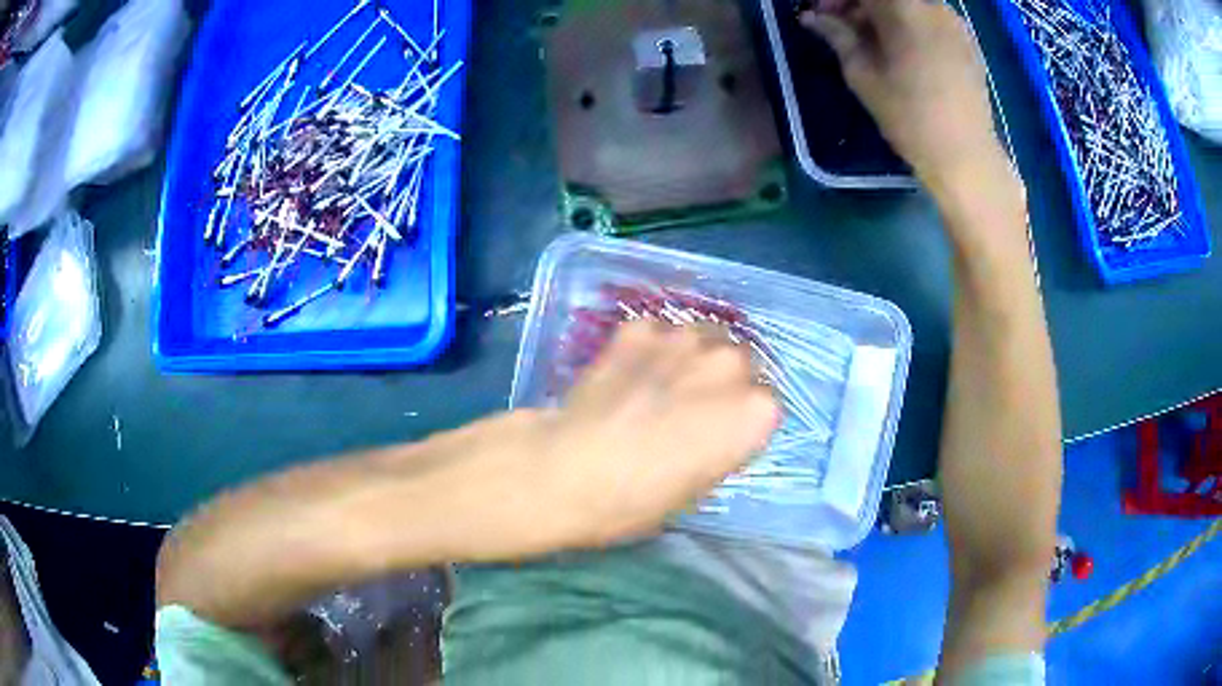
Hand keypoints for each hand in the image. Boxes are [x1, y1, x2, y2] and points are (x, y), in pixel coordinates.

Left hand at [527, 320, 779, 547]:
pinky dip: (651, 347)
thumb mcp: (700, 486)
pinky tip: (629, 372)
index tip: (719, 431)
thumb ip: (723, 444)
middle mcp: (730, 363)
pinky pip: (660, 332)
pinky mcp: (640, 327)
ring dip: (692, 357)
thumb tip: (714, 427)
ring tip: (660, 382)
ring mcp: (684, 337)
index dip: (740, 417)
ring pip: (704, 338)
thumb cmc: (640, 499)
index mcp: (756, 410)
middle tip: (691, 404)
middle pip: (741, 361)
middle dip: (722, 380)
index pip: (765, 403)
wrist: (569, 470)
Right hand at [800, 0, 1007, 199]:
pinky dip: (909, 23)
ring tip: (872, 40)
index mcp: (903, 7)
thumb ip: (837, 36)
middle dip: (858, 4)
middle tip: (841, 26)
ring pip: (909, 4)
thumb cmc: (909, 117)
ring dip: (884, 13)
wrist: (966, 157)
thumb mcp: (863, 75)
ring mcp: (954, 22)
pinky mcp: (967, 41)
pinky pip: (930, 18)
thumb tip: (812, 17)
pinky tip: (902, 49)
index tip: (820, 14)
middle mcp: (932, 5)